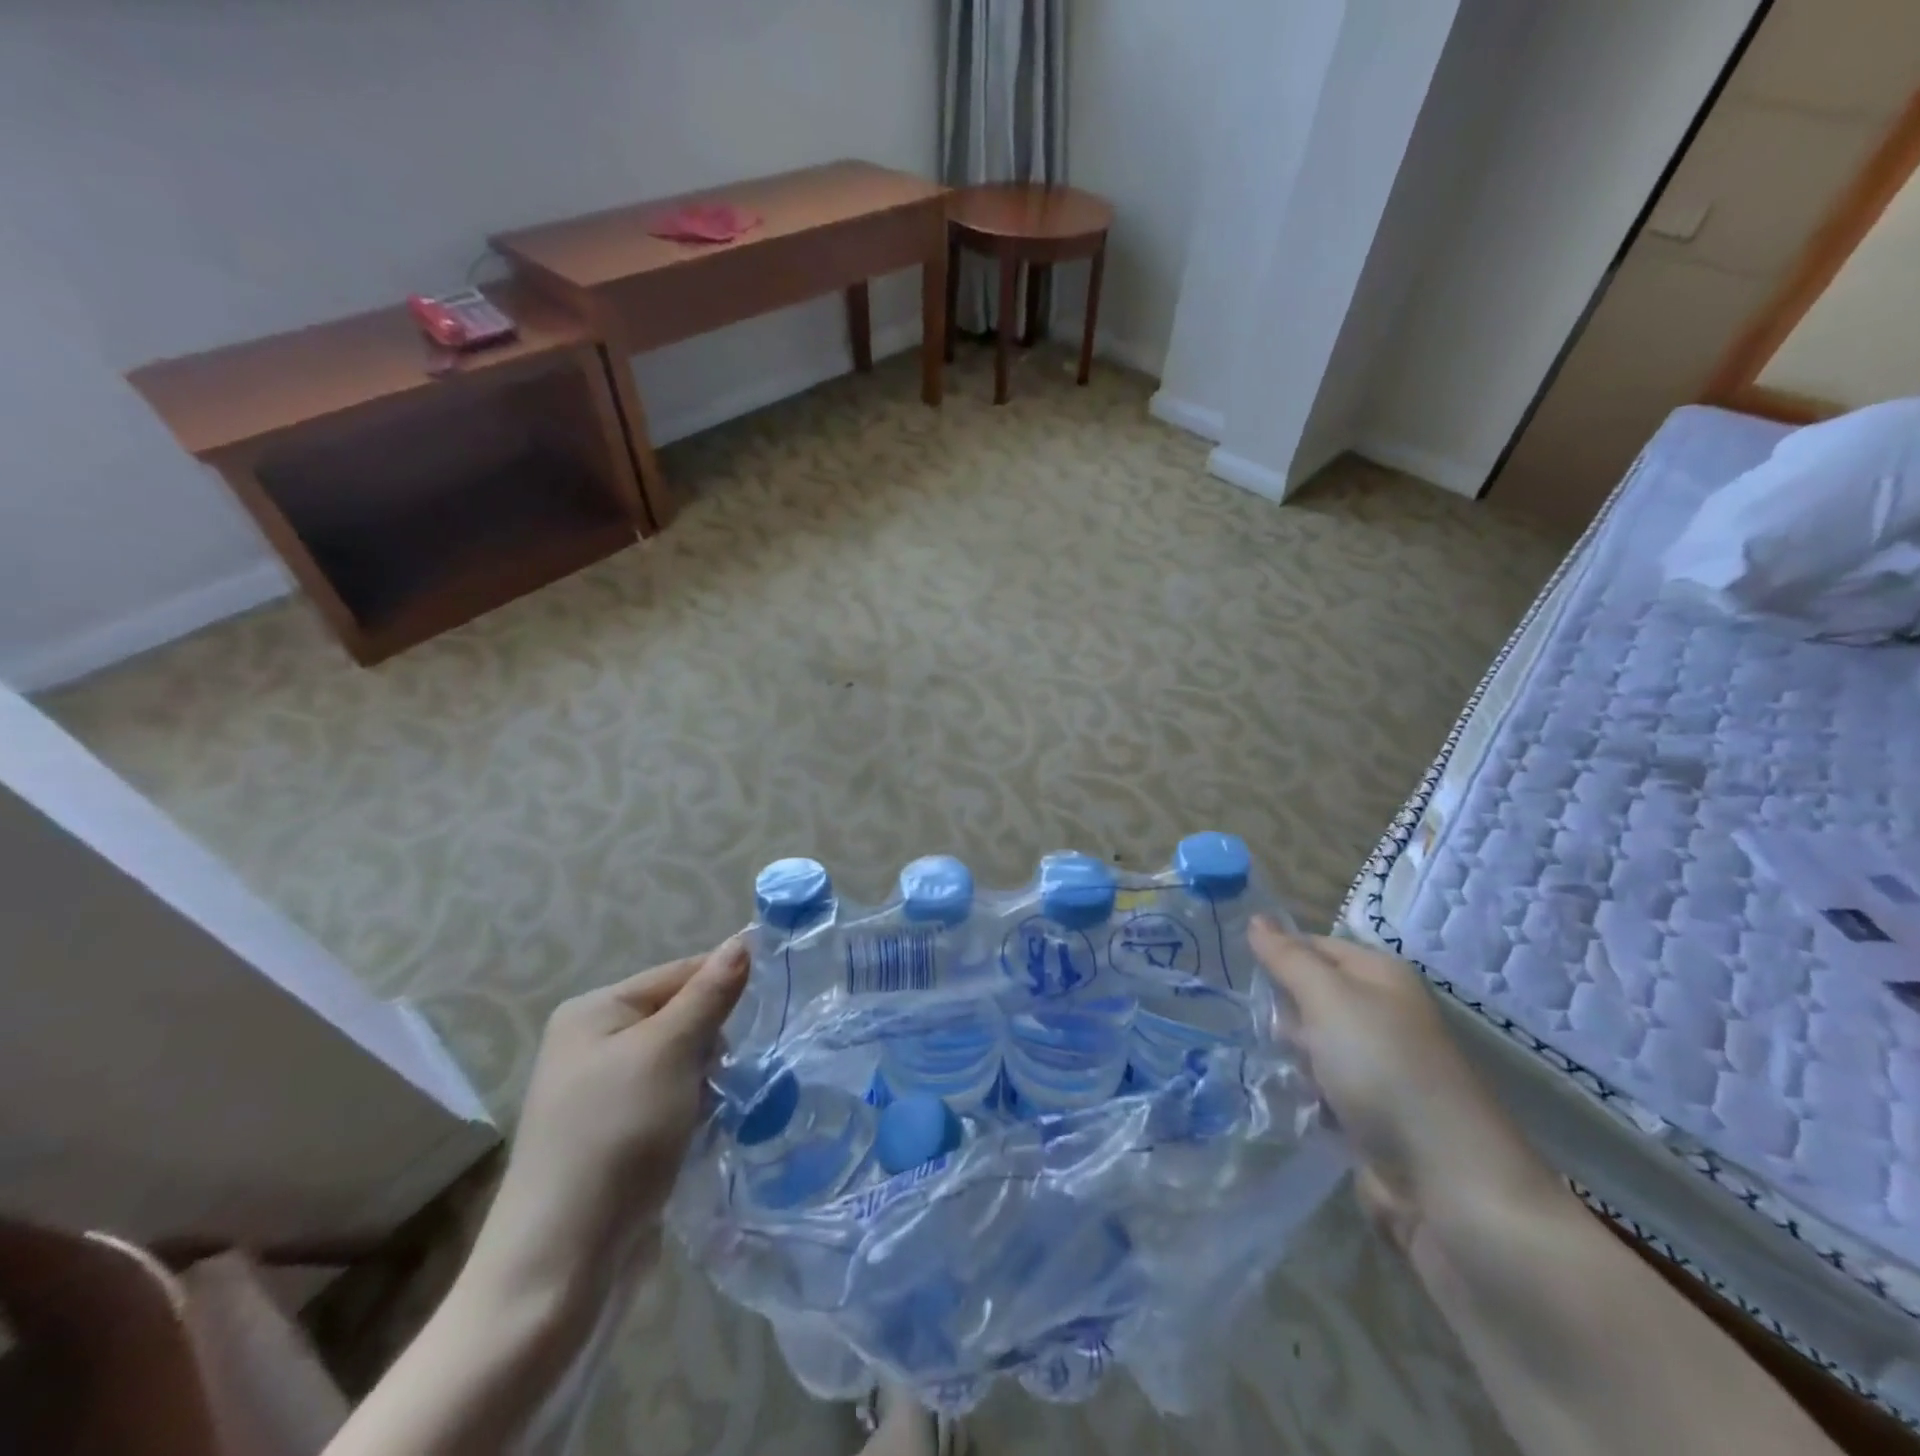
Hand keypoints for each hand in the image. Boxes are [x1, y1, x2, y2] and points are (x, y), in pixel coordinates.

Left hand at [473, 938, 749, 1291]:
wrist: (562, 1266)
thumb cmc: (617, 1136)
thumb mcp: (669, 1052)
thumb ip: (710, 994)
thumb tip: (743, 940)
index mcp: (594, 1012)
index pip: (677, 973)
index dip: (724, 983)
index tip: (772, 1001)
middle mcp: (592, 1045)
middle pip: (680, 1017)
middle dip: (715, 1040)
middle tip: (732, 1070)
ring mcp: (603, 1095)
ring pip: (682, 1063)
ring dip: (709, 1079)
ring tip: (721, 1105)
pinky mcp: (618, 1138)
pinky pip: (672, 1101)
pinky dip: (696, 1110)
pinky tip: (708, 1131)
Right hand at [1249, 920, 1566, 1263]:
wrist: (1449, 1185)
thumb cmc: (1385, 1072)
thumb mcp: (1329, 1000)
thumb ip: (1288, 959)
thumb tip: (1257, 918)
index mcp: (1381, 976)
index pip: (1313, 945)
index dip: (1277, 955)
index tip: (1239, 972)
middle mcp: (1383, 1014)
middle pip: (1310, 996)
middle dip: (1283, 1013)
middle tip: (1270, 1032)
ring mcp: (1379, 1066)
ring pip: (1311, 1045)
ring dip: (1291, 1058)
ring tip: (1280, 1071)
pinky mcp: (1372, 1114)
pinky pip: (1321, 1088)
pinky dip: (1305, 1095)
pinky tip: (1294, 1103)